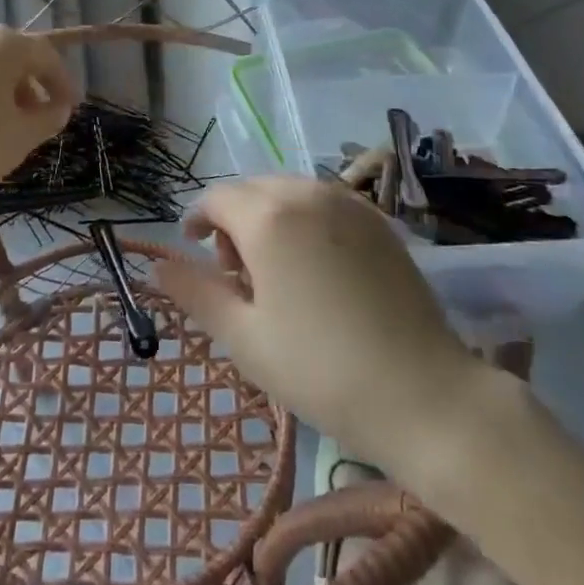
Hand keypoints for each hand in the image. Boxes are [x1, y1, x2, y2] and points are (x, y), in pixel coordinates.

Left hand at [0, 25, 76, 203]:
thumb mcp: (22, 137)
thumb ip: (48, 118)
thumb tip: (57, 108)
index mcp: (4, 44)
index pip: (46, 56)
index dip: (64, 83)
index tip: (70, 109)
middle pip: (13, 57)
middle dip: (32, 86)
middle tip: (40, 118)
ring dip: (2, 91)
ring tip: (5, 126)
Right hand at [153, 177, 482, 472]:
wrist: (424, 394)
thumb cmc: (321, 370)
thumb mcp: (244, 339)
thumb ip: (196, 293)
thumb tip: (159, 266)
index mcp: (270, 217)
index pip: (217, 198)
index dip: (198, 220)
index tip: (194, 251)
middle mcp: (308, 193)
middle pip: (253, 190)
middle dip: (233, 221)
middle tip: (237, 276)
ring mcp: (350, 203)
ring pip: (290, 193)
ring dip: (269, 218)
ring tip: (277, 274)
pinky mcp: (379, 220)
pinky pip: (325, 203)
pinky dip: (305, 221)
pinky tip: (316, 268)